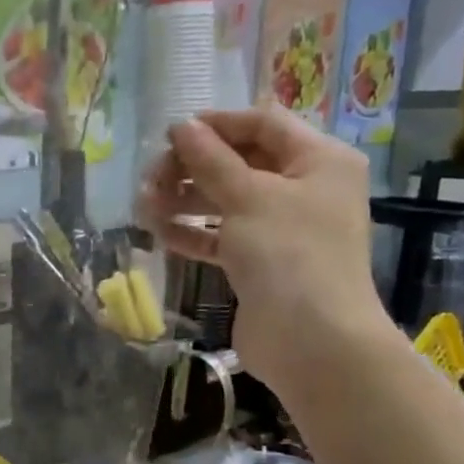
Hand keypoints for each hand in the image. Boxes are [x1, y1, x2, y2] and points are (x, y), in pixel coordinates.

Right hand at [138, 106, 393, 399]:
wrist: (311, 339)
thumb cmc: (288, 253)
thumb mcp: (247, 196)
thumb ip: (210, 159)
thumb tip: (181, 127)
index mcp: (319, 161)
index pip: (263, 124)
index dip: (217, 124)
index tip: (171, 133)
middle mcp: (305, 189)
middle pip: (241, 162)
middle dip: (193, 167)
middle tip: (152, 177)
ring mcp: (283, 228)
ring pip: (226, 202)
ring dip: (185, 200)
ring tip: (144, 206)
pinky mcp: (261, 263)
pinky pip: (222, 237)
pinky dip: (193, 233)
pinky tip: (159, 233)